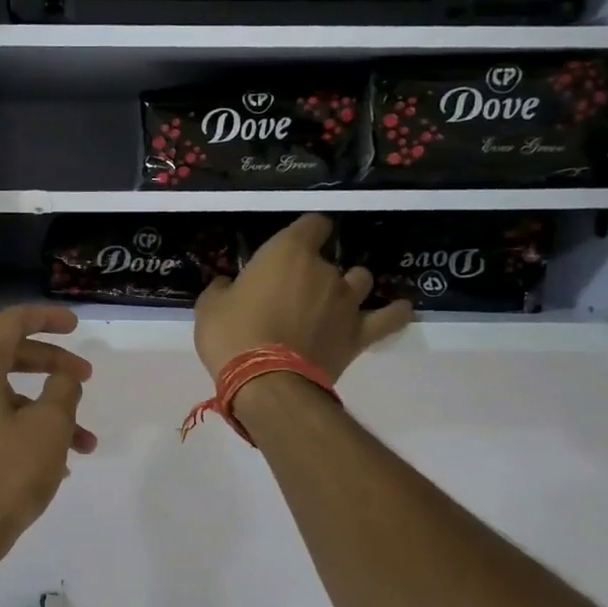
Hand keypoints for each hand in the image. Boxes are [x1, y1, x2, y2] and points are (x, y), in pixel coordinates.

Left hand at [0, 306, 97, 577]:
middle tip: (87, 378)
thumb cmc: (5, 473)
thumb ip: (62, 389)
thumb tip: (62, 378)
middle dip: (53, 365)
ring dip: (48, 410)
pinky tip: (59, 462)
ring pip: (7, 395)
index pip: (11, 322)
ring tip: (85, 442)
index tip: (76, 326)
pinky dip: (26, 428)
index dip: (46, 319)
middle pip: (10, 356)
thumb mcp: (49, 426)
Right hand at [194, 214, 411, 380]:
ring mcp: (347, 302)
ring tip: (333, 302)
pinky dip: (394, 313)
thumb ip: (224, 289)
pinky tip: (398, 309)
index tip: (293, 245)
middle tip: (293, 294)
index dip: (306, 232)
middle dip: (315, 272)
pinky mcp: (359, 335)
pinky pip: (388, 318)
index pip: (312, 224)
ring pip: (360, 280)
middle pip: (330, 260)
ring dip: (349, 287)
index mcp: (288, 252)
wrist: (266, 382)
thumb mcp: (210, 306)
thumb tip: (230, 286)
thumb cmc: (232, 335)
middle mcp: (325, 271)